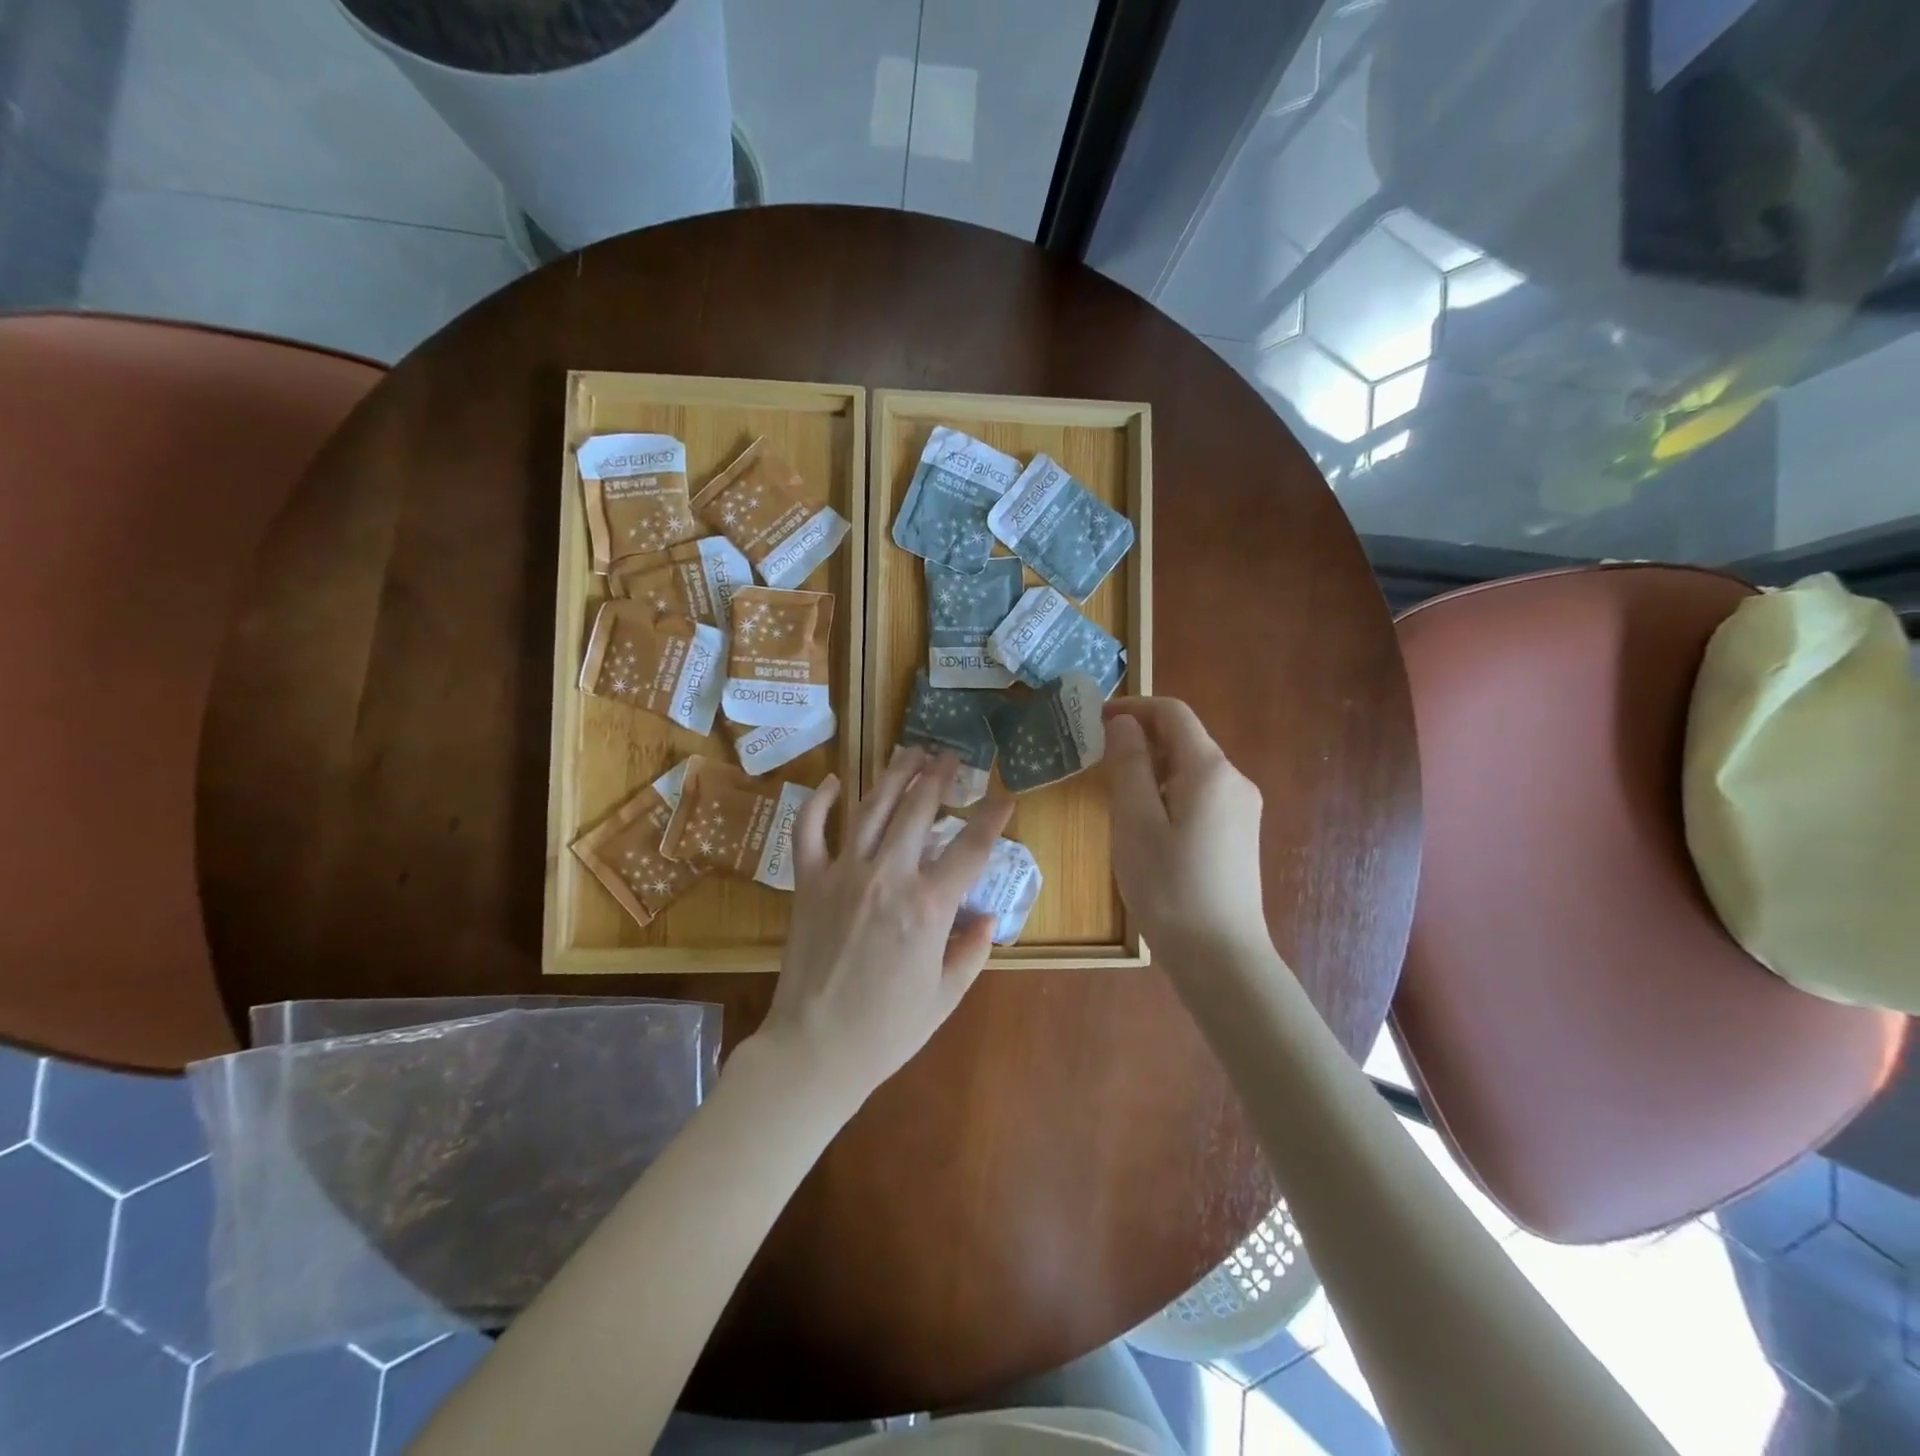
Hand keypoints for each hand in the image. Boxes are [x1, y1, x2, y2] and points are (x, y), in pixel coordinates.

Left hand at [751, 748, 1014, 1102]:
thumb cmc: (888, 1030)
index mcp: (928, 906)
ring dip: (894, 775)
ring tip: (910, 751)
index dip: (992, 816)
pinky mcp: (808, 882)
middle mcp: (887, 876)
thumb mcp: (946, 996)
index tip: (1005, 795)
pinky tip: (836, 782)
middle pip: (919, 810)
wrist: (815, 1049)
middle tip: (952, 755)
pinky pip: (808, 831)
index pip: (971, 847)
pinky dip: (819, 802)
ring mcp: (842, 874)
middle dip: (940, 776)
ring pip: (871, 808)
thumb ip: (972, 950)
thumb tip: (989, 917)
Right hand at [1102, 697, 1269, 961]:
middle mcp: (1233, 779)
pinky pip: (1200, 793)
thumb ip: (1128, 765)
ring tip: (1115, 793)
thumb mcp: (1135, 822)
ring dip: (1152, 766)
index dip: (1133, 707)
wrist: (1220, 956)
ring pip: (1191, 767)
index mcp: (1209, 770)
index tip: (1095, 720)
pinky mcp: (1238, 832)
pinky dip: (1168, 790)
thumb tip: (1124, 722)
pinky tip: (1146, 822)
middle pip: (1184, 738)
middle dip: (1140, 738)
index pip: (1173, 713)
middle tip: (1097, 760)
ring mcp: (1241, 807)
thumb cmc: (1169, 887)